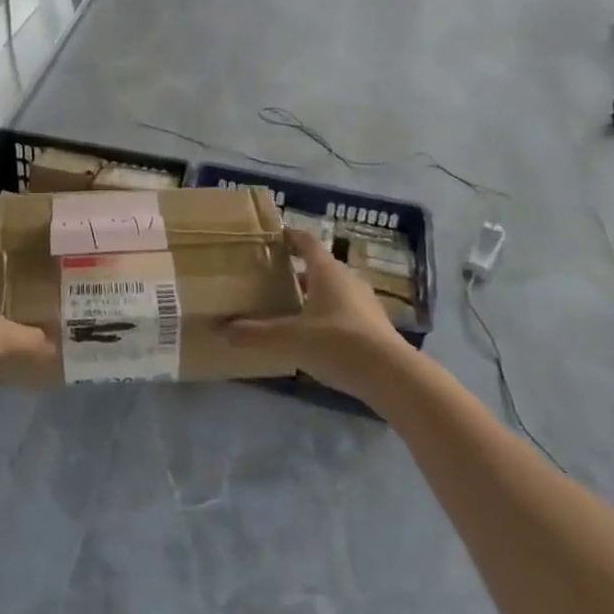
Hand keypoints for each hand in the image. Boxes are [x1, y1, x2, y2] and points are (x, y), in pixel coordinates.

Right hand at [226, 232, 412, 398]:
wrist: (392, 376)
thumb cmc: (338, 343)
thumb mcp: (290, 339)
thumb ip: (256, 334)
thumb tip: (221, 330)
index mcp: (327, 271)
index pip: (306, 242)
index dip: (288, 237)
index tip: (270, 239)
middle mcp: (347, 280)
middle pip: (318, 267)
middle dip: (294, 272)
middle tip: (269, 280)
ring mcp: (364, 304)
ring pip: (331, 291)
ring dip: (311, 296)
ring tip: (287, 309)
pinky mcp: (373, 327)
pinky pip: (343, 313)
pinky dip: (326, 317)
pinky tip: (312, 337)